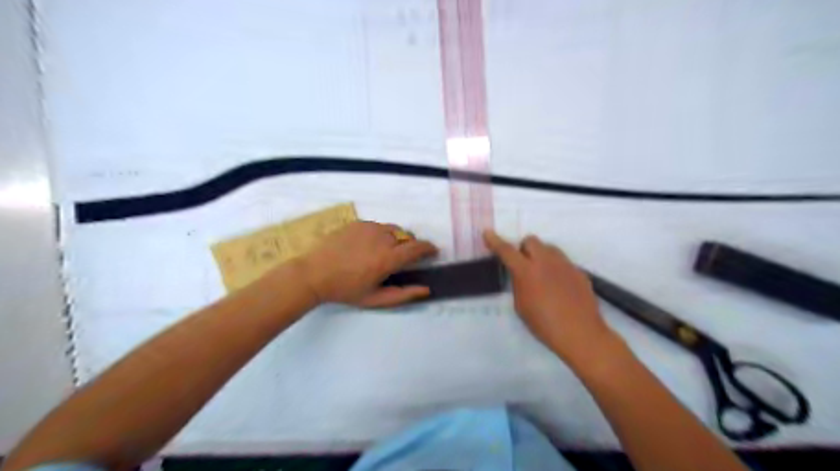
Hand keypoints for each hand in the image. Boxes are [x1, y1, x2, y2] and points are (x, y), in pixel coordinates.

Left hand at [296, 221, 440, 306]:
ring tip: (384, 251)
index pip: (418, 247)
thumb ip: (403, 295)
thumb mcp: (375, 299)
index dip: (429, 248)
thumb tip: (426, 289)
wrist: (314, 273)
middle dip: (410, 245)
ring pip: (393, 229)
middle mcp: (383, 238)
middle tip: (402, 258)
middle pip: (407, 236)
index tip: (433, 251)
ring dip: (396, 238)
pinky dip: (380, 234)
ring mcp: (369, 228)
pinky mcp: (358, 223)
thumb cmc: (346, 290)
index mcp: (388, 258)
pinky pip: (378, 226)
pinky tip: (368, 246)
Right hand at [483, 231, 613, 359]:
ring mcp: (565, 264)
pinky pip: (563, 262)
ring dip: (540, 255)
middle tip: (523, 265)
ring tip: (542, 275)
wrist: (581, 334)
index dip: (495, 241)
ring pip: (549, 248)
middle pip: (531, 241)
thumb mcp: (521, 306)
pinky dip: (556, 269)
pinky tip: (559, 288)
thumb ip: (518, 285)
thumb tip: (521, 275)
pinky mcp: (579, 271)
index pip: (507, 251)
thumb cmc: (544, 325)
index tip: (488, 233)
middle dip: (523, 249)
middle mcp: (546, 261)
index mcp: (527, 271)